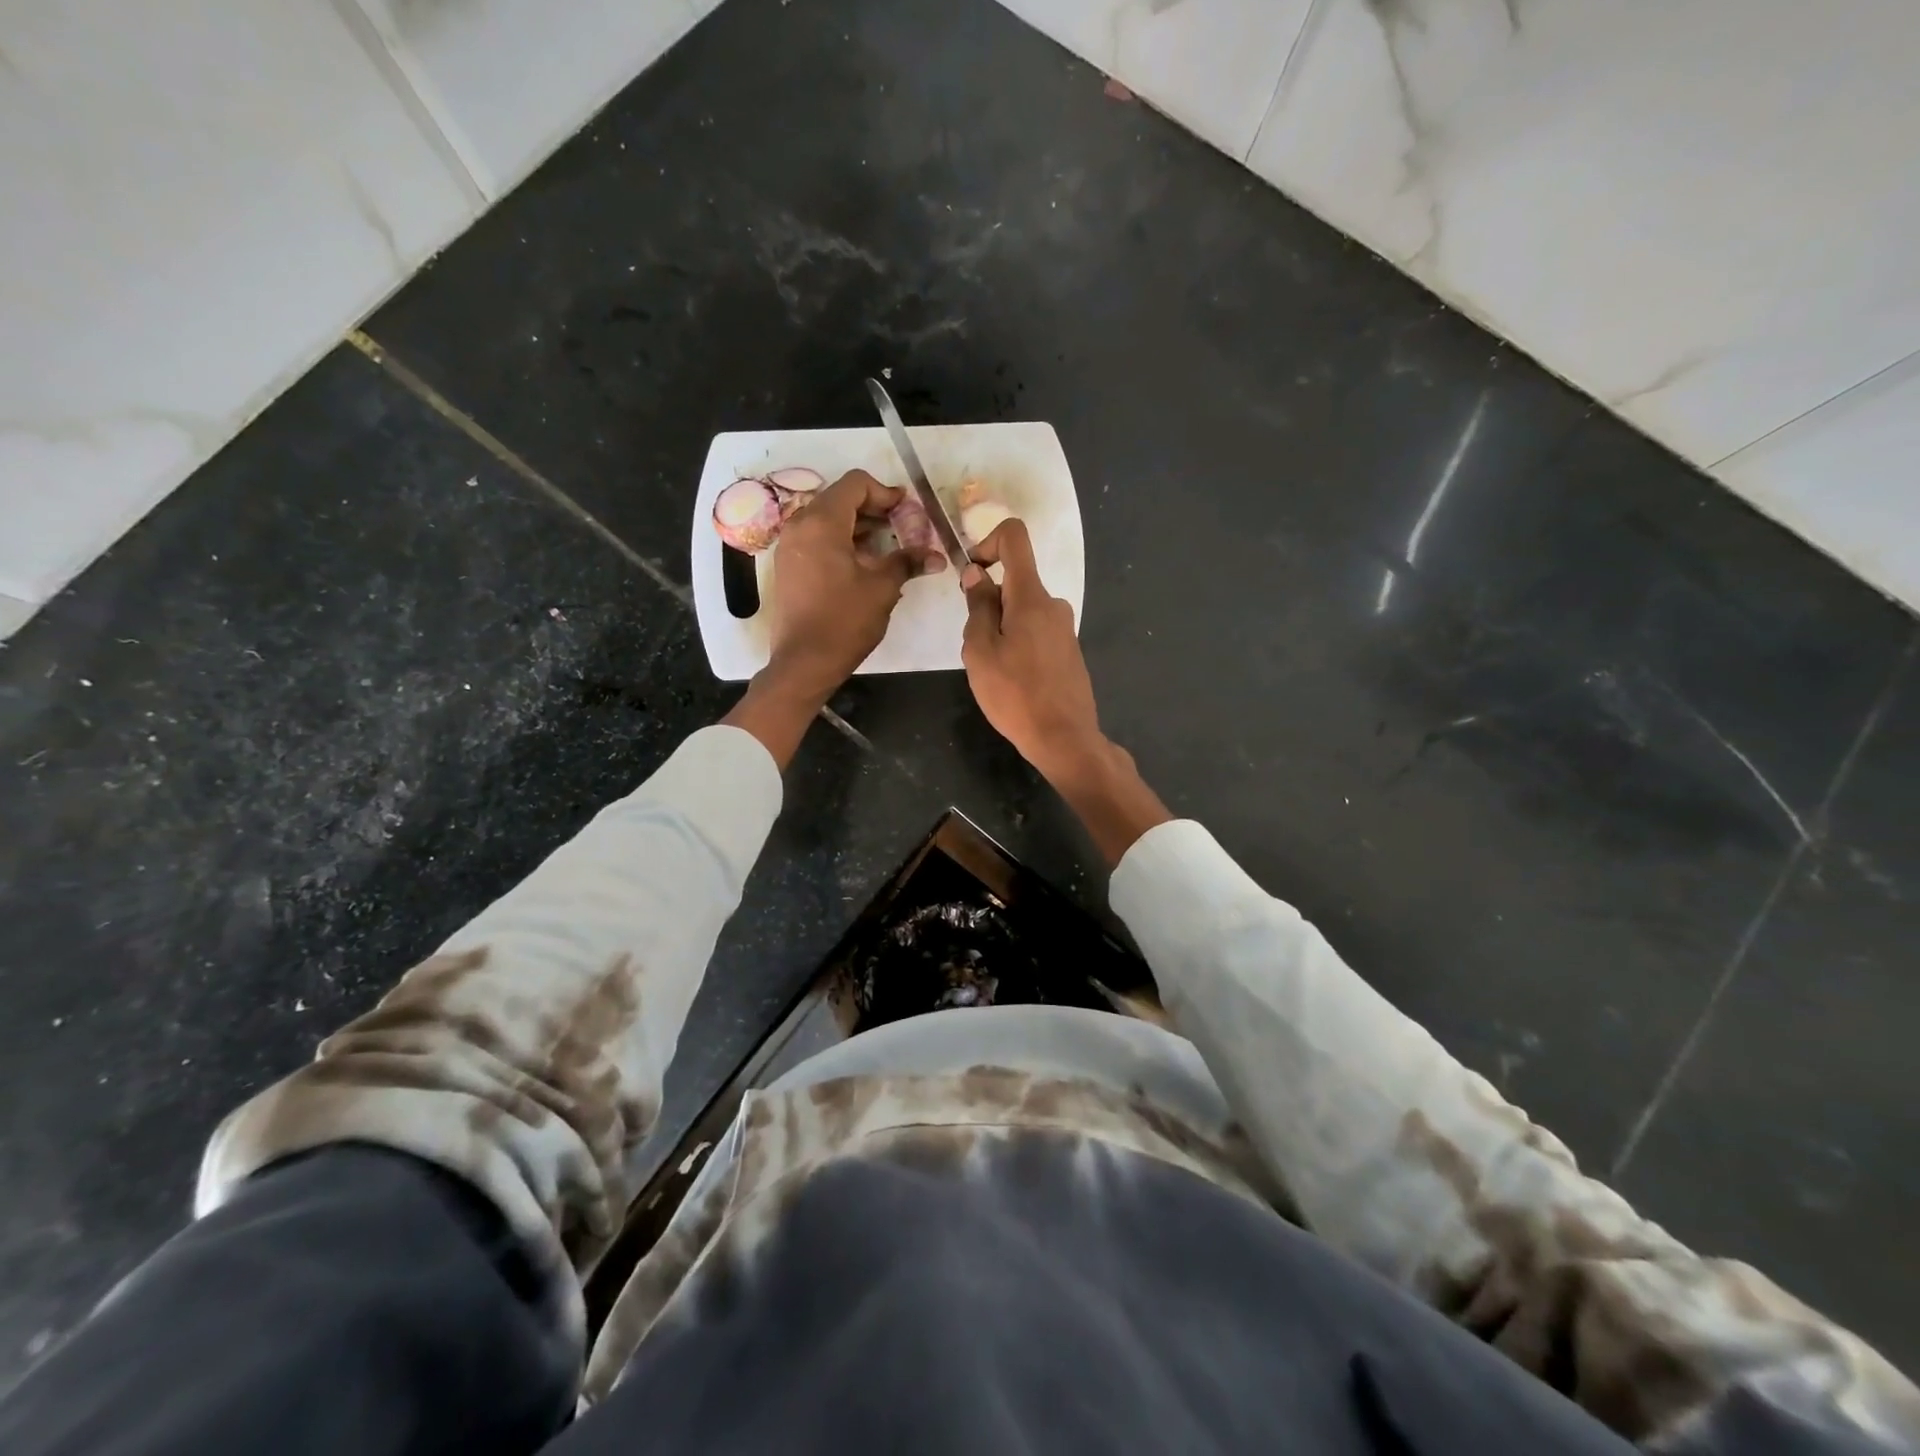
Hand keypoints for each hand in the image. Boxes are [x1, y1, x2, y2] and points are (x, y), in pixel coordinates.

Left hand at [766, 469, 942, 701]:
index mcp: (822, 522)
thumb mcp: (882, 588)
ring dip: (859, 527)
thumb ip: (907, 562)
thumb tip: (936, 557)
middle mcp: (799, 526)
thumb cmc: (844, 621)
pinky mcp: (788, 567)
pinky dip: (842, 542)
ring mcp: (789, 547)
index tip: (907, 510)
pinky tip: (863, 564)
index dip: (885, 492)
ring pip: (828, 520)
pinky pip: (817, 540)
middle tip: (902, 528)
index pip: (855, 484)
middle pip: (840, 499)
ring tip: (887, 547)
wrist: (804, 662)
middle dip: (874, 509)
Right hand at [961, 519, 1169, 864]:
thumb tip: (978, 574)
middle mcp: (1053, 604)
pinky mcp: (1068, 650)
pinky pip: (1036, 632)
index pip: (1014, 537)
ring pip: (1022, 612)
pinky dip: (1018, 644)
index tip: (971, 573)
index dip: (987, 542)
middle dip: (988, 605)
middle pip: (1014, 582)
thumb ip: (978, 607)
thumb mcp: (980, 651)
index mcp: (1031, 597)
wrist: (1064, 738)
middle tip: (976, 648)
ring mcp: (1064, 628)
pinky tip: (1013, 682)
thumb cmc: (1015, 695)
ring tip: (994, 672)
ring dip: (1001, 630)